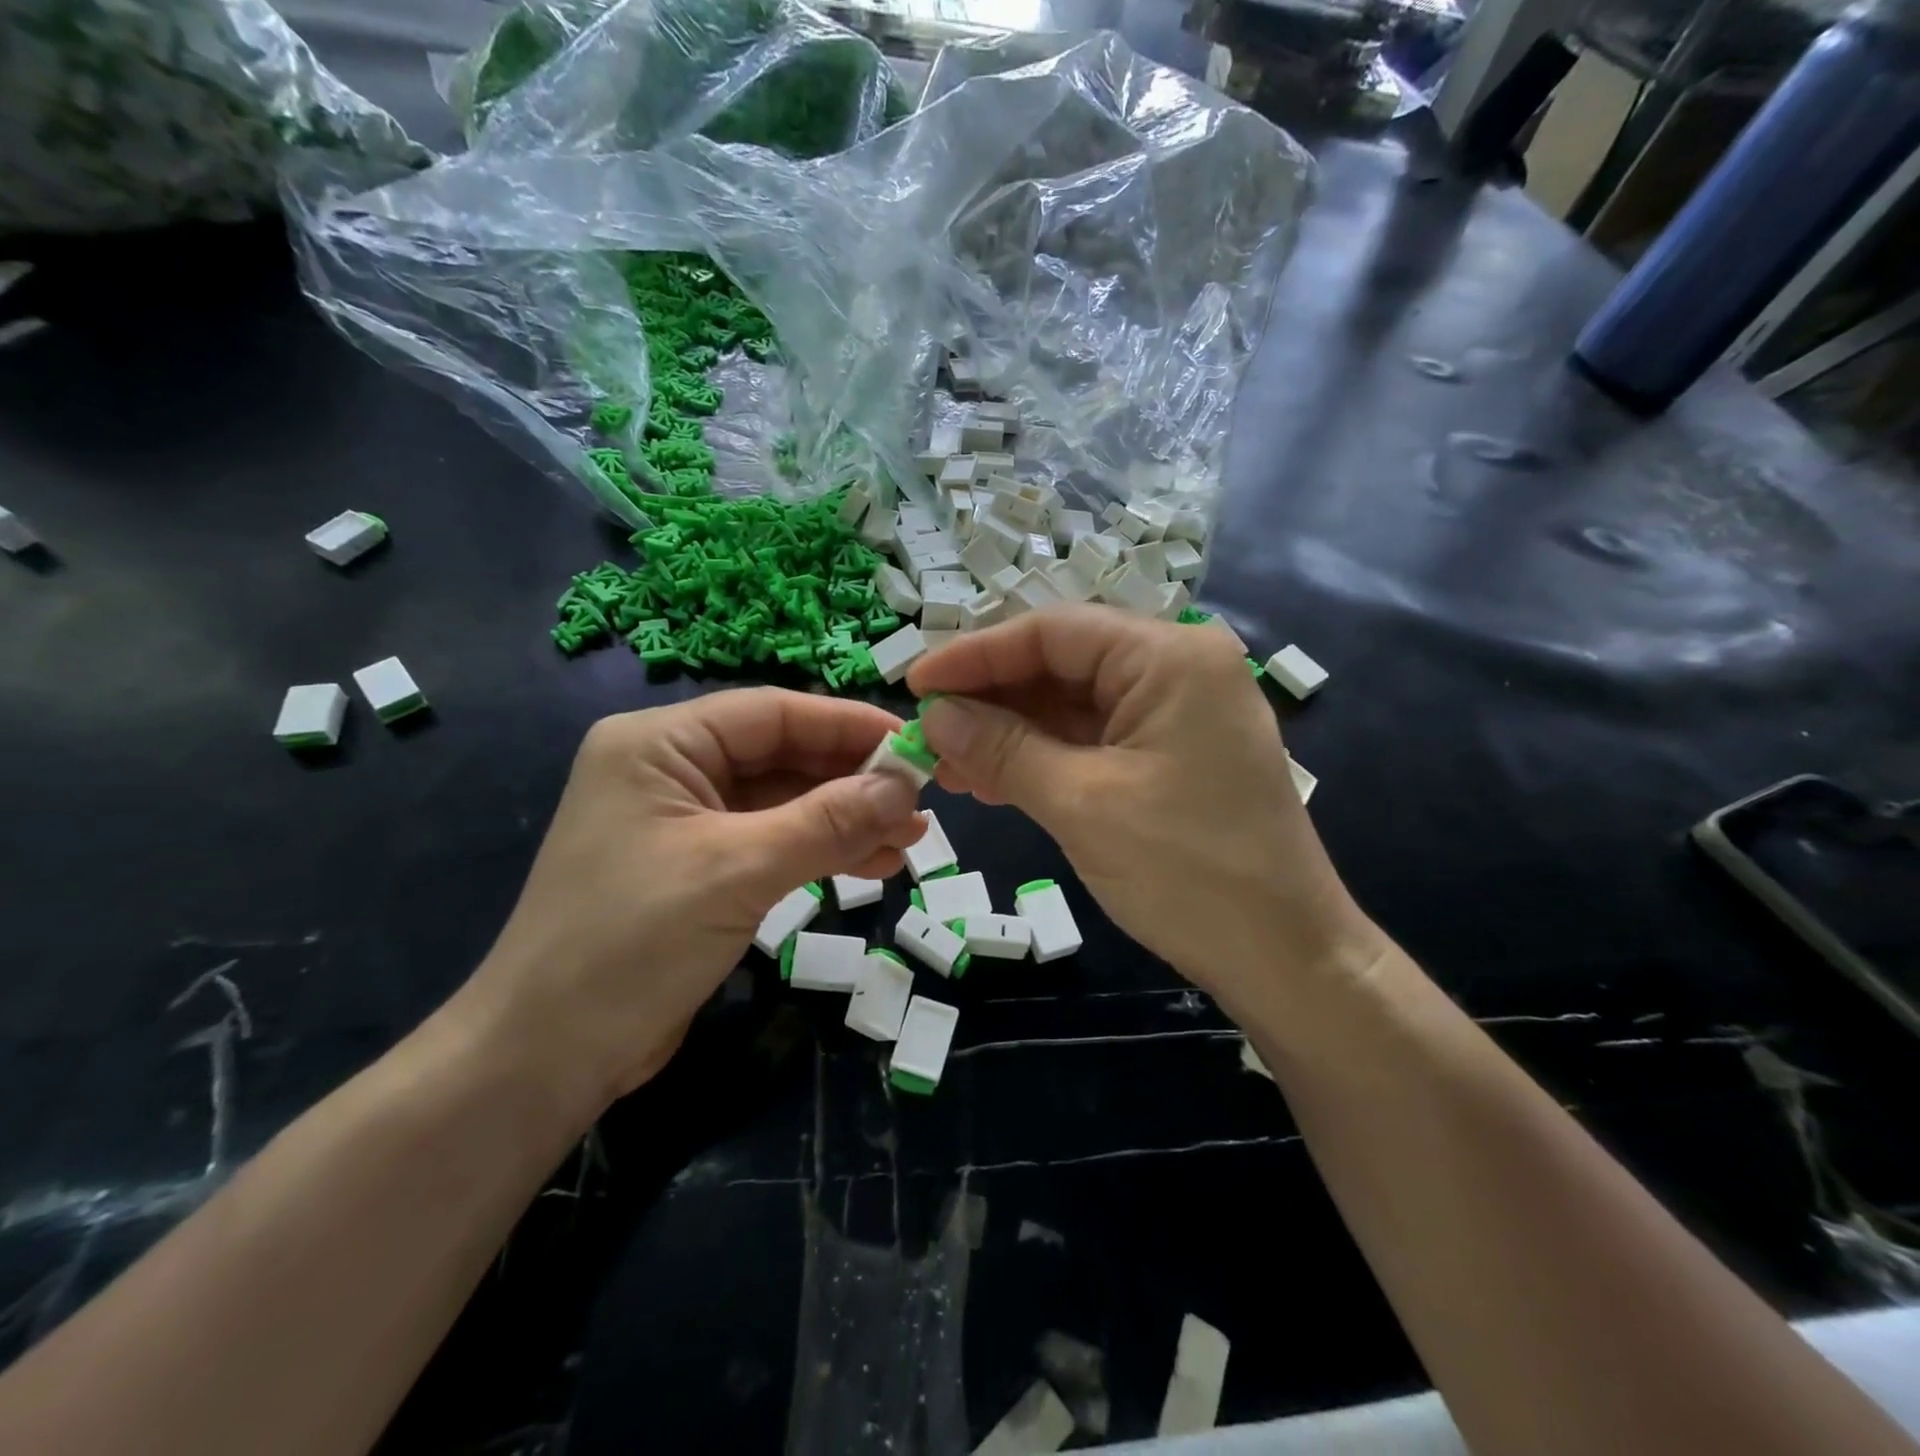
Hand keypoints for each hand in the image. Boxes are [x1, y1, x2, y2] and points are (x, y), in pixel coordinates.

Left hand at [453, 689, 926, 1106]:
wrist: (546, 1058)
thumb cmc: (630, 943)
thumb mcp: (737, 871)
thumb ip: (826, 821)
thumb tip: (904, 785)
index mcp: (660, 744)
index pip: (772, 712)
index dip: (848, 725)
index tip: (914, 744)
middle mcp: (672, 769)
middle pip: (782, 756)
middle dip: (853, 780)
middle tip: (921, 803)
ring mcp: (686, 821)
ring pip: (785, 802)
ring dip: (847, 818)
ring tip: (911, 839)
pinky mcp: (700, 868)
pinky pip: (774, 842)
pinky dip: (823, 850)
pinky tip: (874, 863)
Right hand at [907, 608, 1384, 1025]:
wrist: (1286, 958)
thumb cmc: (1188, 872)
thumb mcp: (1081, 804)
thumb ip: (1002, 749)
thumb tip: (935, 715)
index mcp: (1169, 656)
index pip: (1052, 632)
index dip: (975, 656)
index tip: (913, 683)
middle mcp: (1177, 669)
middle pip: (1062, 664)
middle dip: (991, 699)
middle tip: (928, 733)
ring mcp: (1178, 714)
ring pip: (1073, 705)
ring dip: (1010, 733)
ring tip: (949, 765)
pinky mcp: (1173, 755)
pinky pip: (1094, 741)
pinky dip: (1044, 758)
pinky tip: (994, 781)